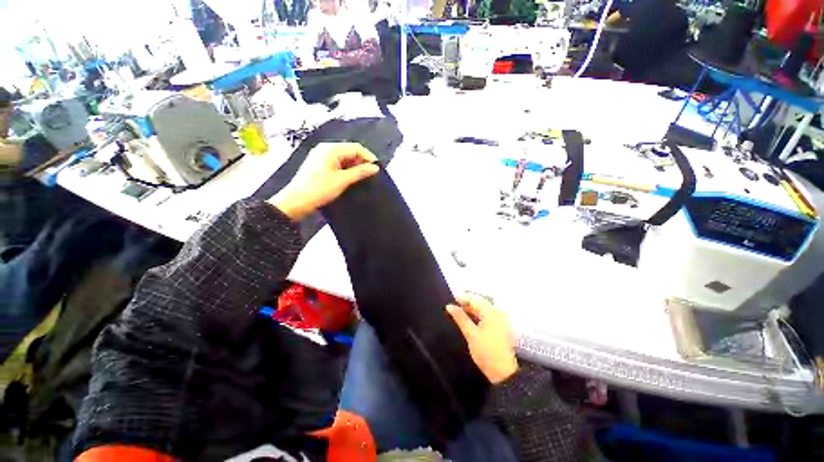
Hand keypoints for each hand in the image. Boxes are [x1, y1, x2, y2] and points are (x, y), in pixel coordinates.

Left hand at [270, 142, 378, 219]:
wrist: (297, 201)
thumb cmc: (319, 189)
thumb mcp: (343, 180)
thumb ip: (360, 172)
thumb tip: (375, 168)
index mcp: (331, 149)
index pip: (356, 147)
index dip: (368, 157)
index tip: (377, 169)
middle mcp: (325, 149)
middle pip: (349, 151)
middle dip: (361, 162)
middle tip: (370, 175)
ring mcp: (321, 156)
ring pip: (344, 158)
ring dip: (354, 166)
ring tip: (362, 178)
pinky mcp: (319, 164)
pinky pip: (337, 163)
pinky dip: (346, 169)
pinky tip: (350, 179)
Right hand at [446, 293, 518, 383]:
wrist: (503, 374)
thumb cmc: (486, 352)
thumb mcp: (471, 334)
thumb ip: (460, 318)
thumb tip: (449, 306)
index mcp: (492, 312)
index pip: (474, 298)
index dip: (461, 298)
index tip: (449, 301)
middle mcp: (498, 312)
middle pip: (479, 302)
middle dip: (465, 304)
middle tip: (451, 308)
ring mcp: (500, 319)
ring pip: (482, 309)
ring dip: (470, 310)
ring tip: (456, 313)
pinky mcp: (500, 327)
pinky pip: (486, 316)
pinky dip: (476, 316)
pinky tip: (467, 320)